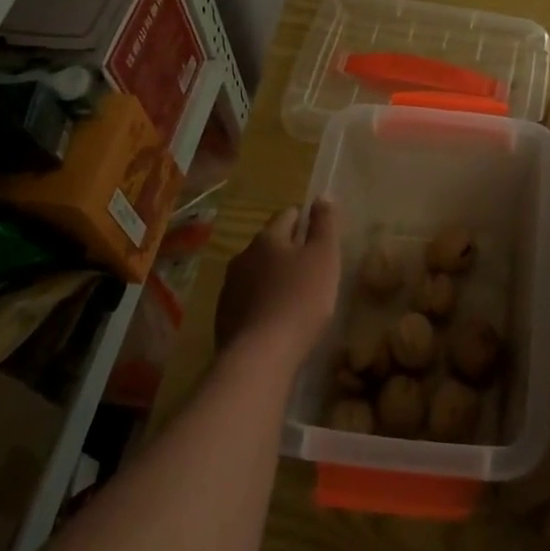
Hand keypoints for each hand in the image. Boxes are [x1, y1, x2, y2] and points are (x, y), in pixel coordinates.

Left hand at [216, 199, 340, 366]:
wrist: (260, 355)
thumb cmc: (301, 300)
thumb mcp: (324, 257)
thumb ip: (325, 224)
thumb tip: (323, 194)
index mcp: (268, 238)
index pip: (287, 215)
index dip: (304, 219)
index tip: (318, 231)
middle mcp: (243, 256)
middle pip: (269, 243)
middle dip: (288, 249)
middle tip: (311, 264)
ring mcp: (230, 287)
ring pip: (256, 271)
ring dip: (273, 276)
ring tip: (294, 293)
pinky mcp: (224, 316)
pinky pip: (248, 299)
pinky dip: (262, 301)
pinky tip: (276, 317)